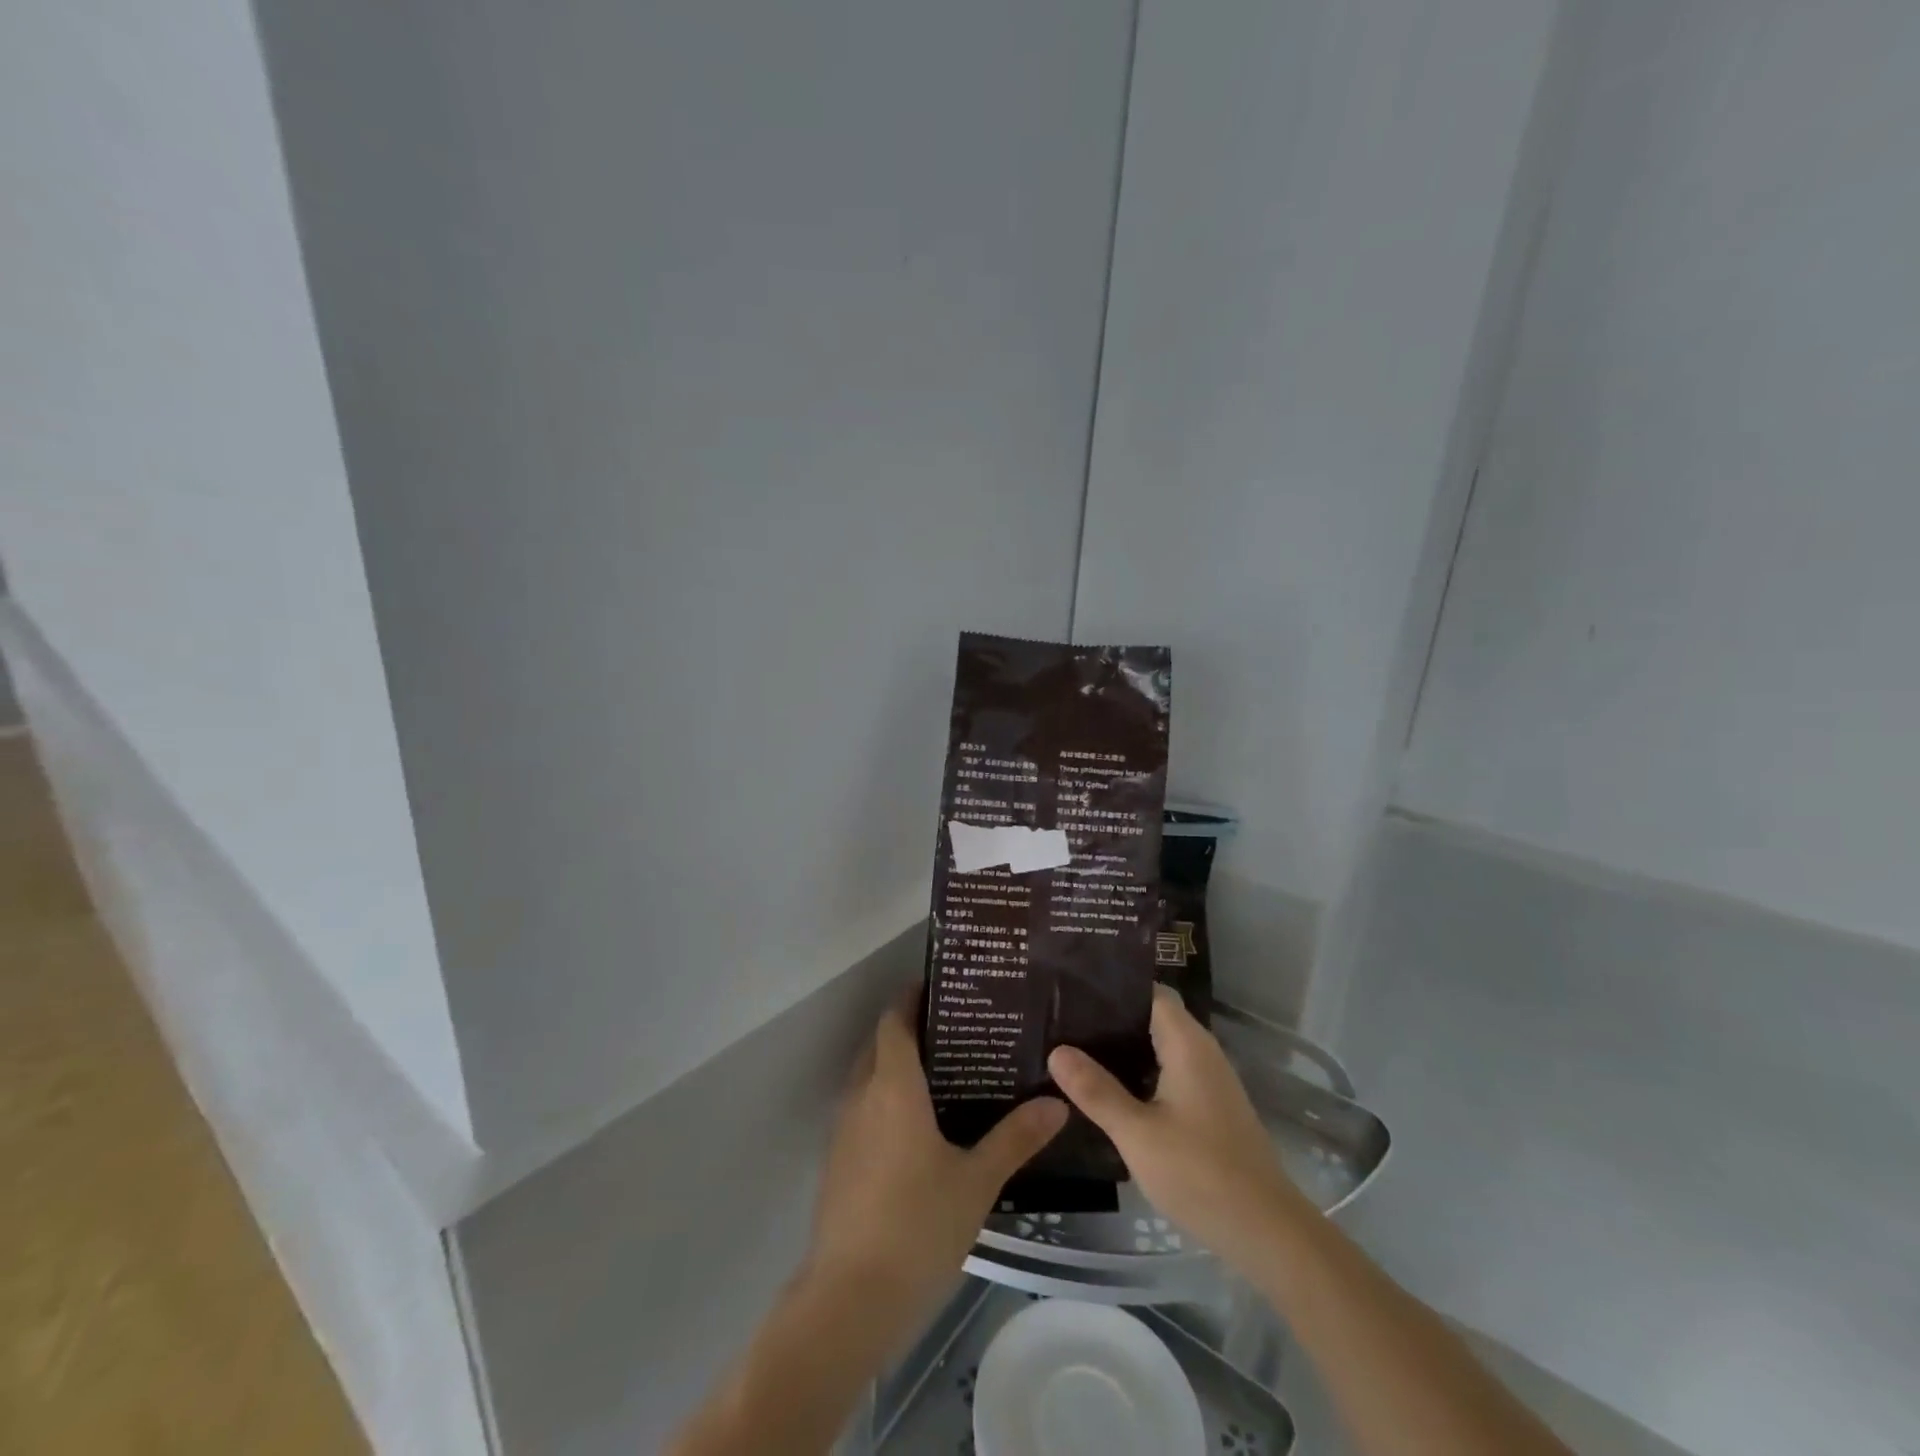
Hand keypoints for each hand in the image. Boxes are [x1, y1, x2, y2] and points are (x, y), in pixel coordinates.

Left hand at [805, 987, 1066, 1339]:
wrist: (848, 1299)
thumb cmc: (916, 1226)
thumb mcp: (976, 1181)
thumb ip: (1015, 1138)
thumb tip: (1057, 1102)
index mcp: (892, 1086)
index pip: (895, 1020)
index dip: (912, 997)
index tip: (943, 986)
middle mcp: (862, 1095)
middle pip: (880, 1043)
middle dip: (909, 1028)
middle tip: (957, 1027)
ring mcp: (844, 1129)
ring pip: (868, 1076)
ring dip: (896, 1064)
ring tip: (945, 1069)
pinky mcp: (838, 1160)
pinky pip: (863, 1108)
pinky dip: (886, 1098)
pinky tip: (919, 1124)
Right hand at [1048, 986, 1306, 1274]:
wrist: (1267, 1233)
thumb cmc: (1201, 1173)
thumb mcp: (1137, 1133)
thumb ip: (1096, 1090)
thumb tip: (1057, 1050)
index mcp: (1187, 1043)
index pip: (1149, 992)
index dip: (1113, 987)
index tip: (1072, 989)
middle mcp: (1201, 1052)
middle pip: (1152, 1017)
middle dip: (1111, 1018)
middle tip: (1062, 1021)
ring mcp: (1209, 1081)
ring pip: (1159, 1048)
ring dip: (1123, 1049)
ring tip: (1074, 1050)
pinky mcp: (1210, 1108)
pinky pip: (1168, 1074)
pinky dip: (1139, 1074)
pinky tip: (1108, 1090)